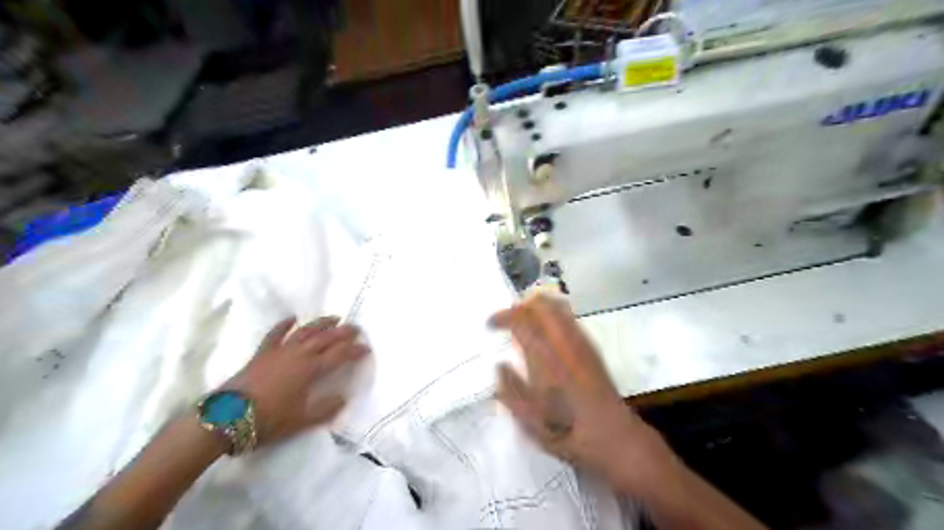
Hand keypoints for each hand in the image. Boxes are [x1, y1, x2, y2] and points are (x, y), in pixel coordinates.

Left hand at [222, 318, 368, 445]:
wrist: (226, 418)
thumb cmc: (268, 420)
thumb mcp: (301, 421)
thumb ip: (326, 409)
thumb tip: (344, 398)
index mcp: (311, 370)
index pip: (339, 355)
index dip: (355, 351)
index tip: (367, 348)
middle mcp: (299, 354)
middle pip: (326, 338)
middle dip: (343, 332)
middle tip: (356, 328)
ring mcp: (280, 351)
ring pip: (305, 331)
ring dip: (321, 323)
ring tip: (334, 318)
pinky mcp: (263, 353)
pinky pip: (276, 334)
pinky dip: (284, 324)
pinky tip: (292, 318)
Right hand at [490, 293, 674, 495]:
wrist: (614, 437)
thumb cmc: (568, 431)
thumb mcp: (529, 420)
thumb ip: (510, 390)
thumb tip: (500, 366)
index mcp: (546, 358)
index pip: (521, 321)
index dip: (502, 317)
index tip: (489, 324)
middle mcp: (565, 342)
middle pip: (542, 304)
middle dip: (520, 305)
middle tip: (507, 319)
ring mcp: (581, 342)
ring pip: (558, 306)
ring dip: (537, 308)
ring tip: (523, 323)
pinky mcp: (591, 348)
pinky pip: (569, 318)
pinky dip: (552, 316)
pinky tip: (545, 336)